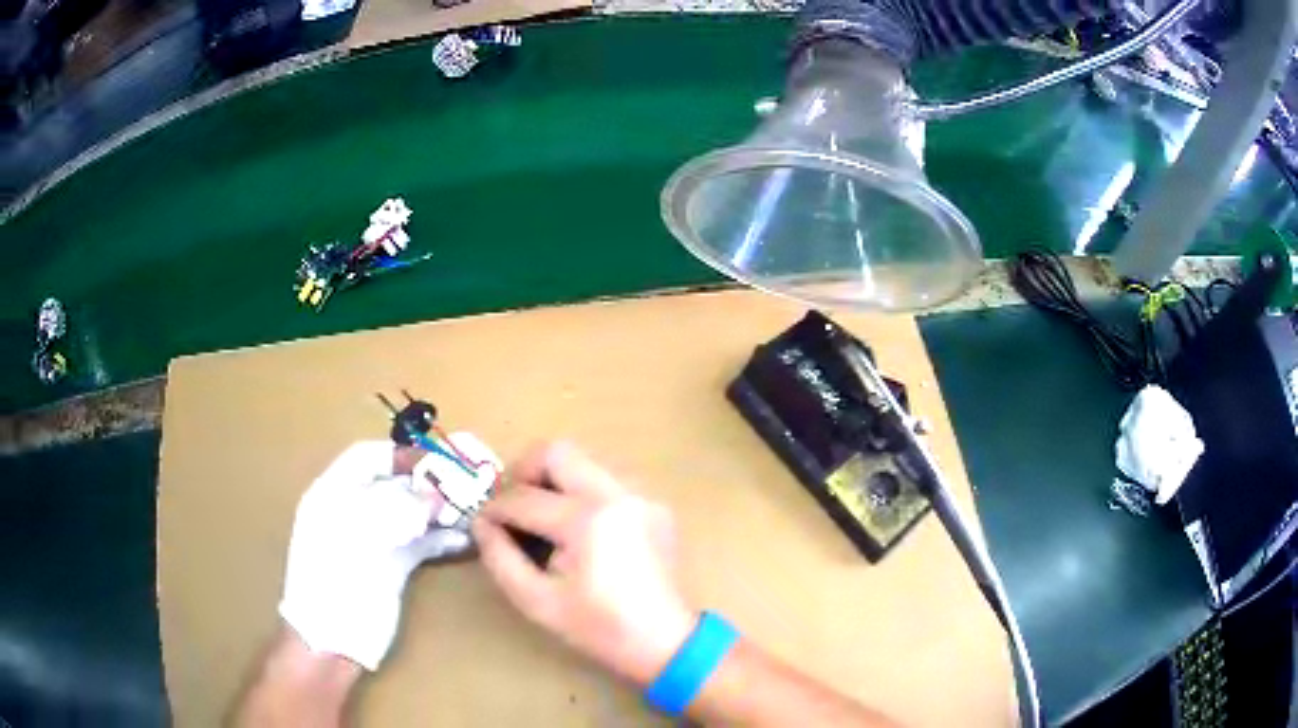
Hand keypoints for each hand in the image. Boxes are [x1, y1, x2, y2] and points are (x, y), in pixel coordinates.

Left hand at [279, 440, 473, 670]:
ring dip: (438, 511)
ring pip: (409, 514)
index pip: (366, 458)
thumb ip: (398, 509)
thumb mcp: (360, 536)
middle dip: (426, 484)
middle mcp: (353, 512)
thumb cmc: (335, 579)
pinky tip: (463, 539)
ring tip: (470, 510)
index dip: (400, 455)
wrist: (334, 639)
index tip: (436, 460)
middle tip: (463, 485)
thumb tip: (436, 495)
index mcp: (333, 494)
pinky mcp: (391, 566)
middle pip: (392, 485)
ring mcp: (373, 540)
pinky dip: (440, 539)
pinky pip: (418, 543)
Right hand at [472, 441, 695, 684]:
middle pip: (557, 452)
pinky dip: (582, 491)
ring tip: (542, 516)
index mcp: (587, 521)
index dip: (495, 509)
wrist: (665, 641)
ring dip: (555, 480)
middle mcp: (617, 494)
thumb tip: (481, 523)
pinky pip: (607, 479)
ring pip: (584, 460)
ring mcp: (641, 495)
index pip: (525, 498)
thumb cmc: (599, 628)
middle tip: (512, 503)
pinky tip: (578, 528)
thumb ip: (500, 558)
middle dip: (524, 472)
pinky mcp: (654, 503)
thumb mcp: (537, 602)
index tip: (484, 522)